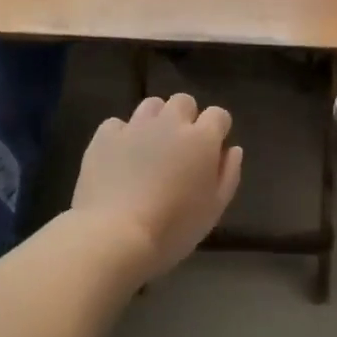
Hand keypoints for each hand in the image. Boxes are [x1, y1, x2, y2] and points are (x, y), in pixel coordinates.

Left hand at [72, 94, 243, 282]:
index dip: (217, 129)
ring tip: (150, 148)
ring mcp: (134, 126)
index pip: (218, 115)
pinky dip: (122, 135)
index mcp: (202, 139)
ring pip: (151, 105)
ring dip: (156, 120)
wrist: (116, 235)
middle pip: (183, 102)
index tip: (212, 149)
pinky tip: (120, 157)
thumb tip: (232, 149)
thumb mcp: (214, 209)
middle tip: (180, 148)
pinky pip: (117, 123)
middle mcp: (170, 123)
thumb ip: (228, 174)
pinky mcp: (104, 136)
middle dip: (186, 118)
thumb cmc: (174, 228)